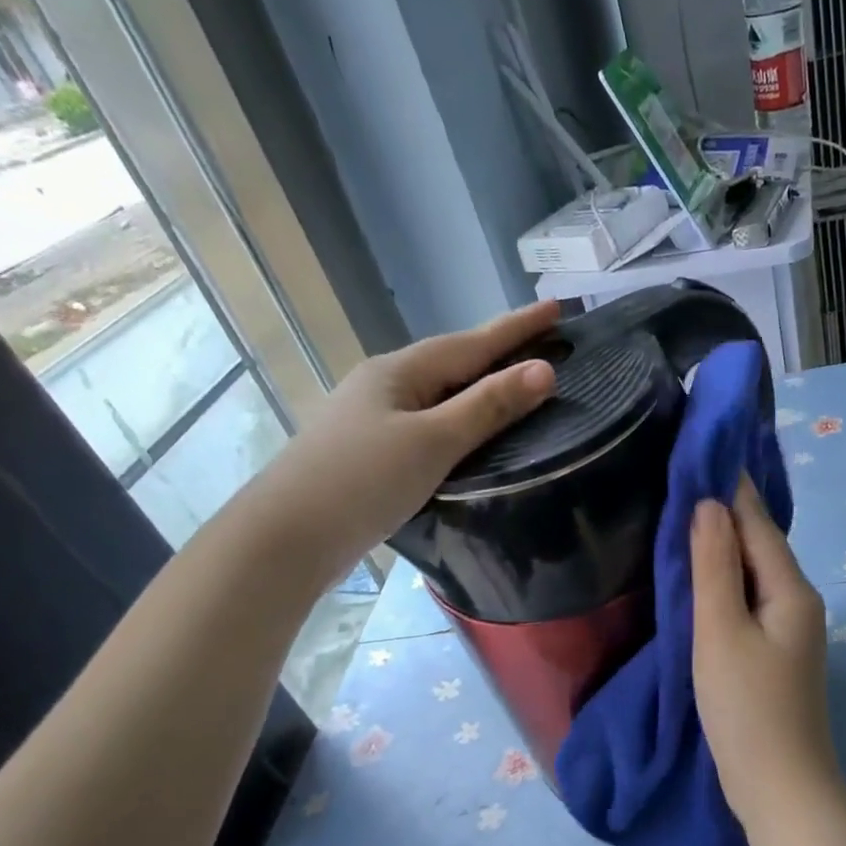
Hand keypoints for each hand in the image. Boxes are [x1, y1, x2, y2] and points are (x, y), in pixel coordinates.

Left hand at [253, 302, 558, 584]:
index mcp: (400, 372)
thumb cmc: (363, 481)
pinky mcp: (372, 454)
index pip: (471, 342)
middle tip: (543, 342)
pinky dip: (459, 420)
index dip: (517, 328)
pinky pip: (429, 424)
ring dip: (479, 386)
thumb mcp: (433, 441)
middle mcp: (385, 386)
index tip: (557, 307)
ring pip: (439, 394)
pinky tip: (470, 433)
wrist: (288, 537)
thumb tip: (544, 370)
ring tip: (515, 384)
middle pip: (453, 362)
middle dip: (498, 351)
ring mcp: (374, 420)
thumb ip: (488, 407)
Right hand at [692, 476, 843, 826]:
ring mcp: (792, 630)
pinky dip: (727, 581)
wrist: (780, 788)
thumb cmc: (746, 710)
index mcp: (791, 590)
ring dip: (724, 545)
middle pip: (759, 544)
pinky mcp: (777, 653)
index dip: (729, 486)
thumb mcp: (720, 633)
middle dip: (726, 511)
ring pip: (754, 573)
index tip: (702, 449)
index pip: (757, 522)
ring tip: (687, 515)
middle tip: (684, 476)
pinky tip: (704, 577)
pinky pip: (750, 600)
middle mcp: (799, 602)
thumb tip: (709, 504)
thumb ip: (713, 567)